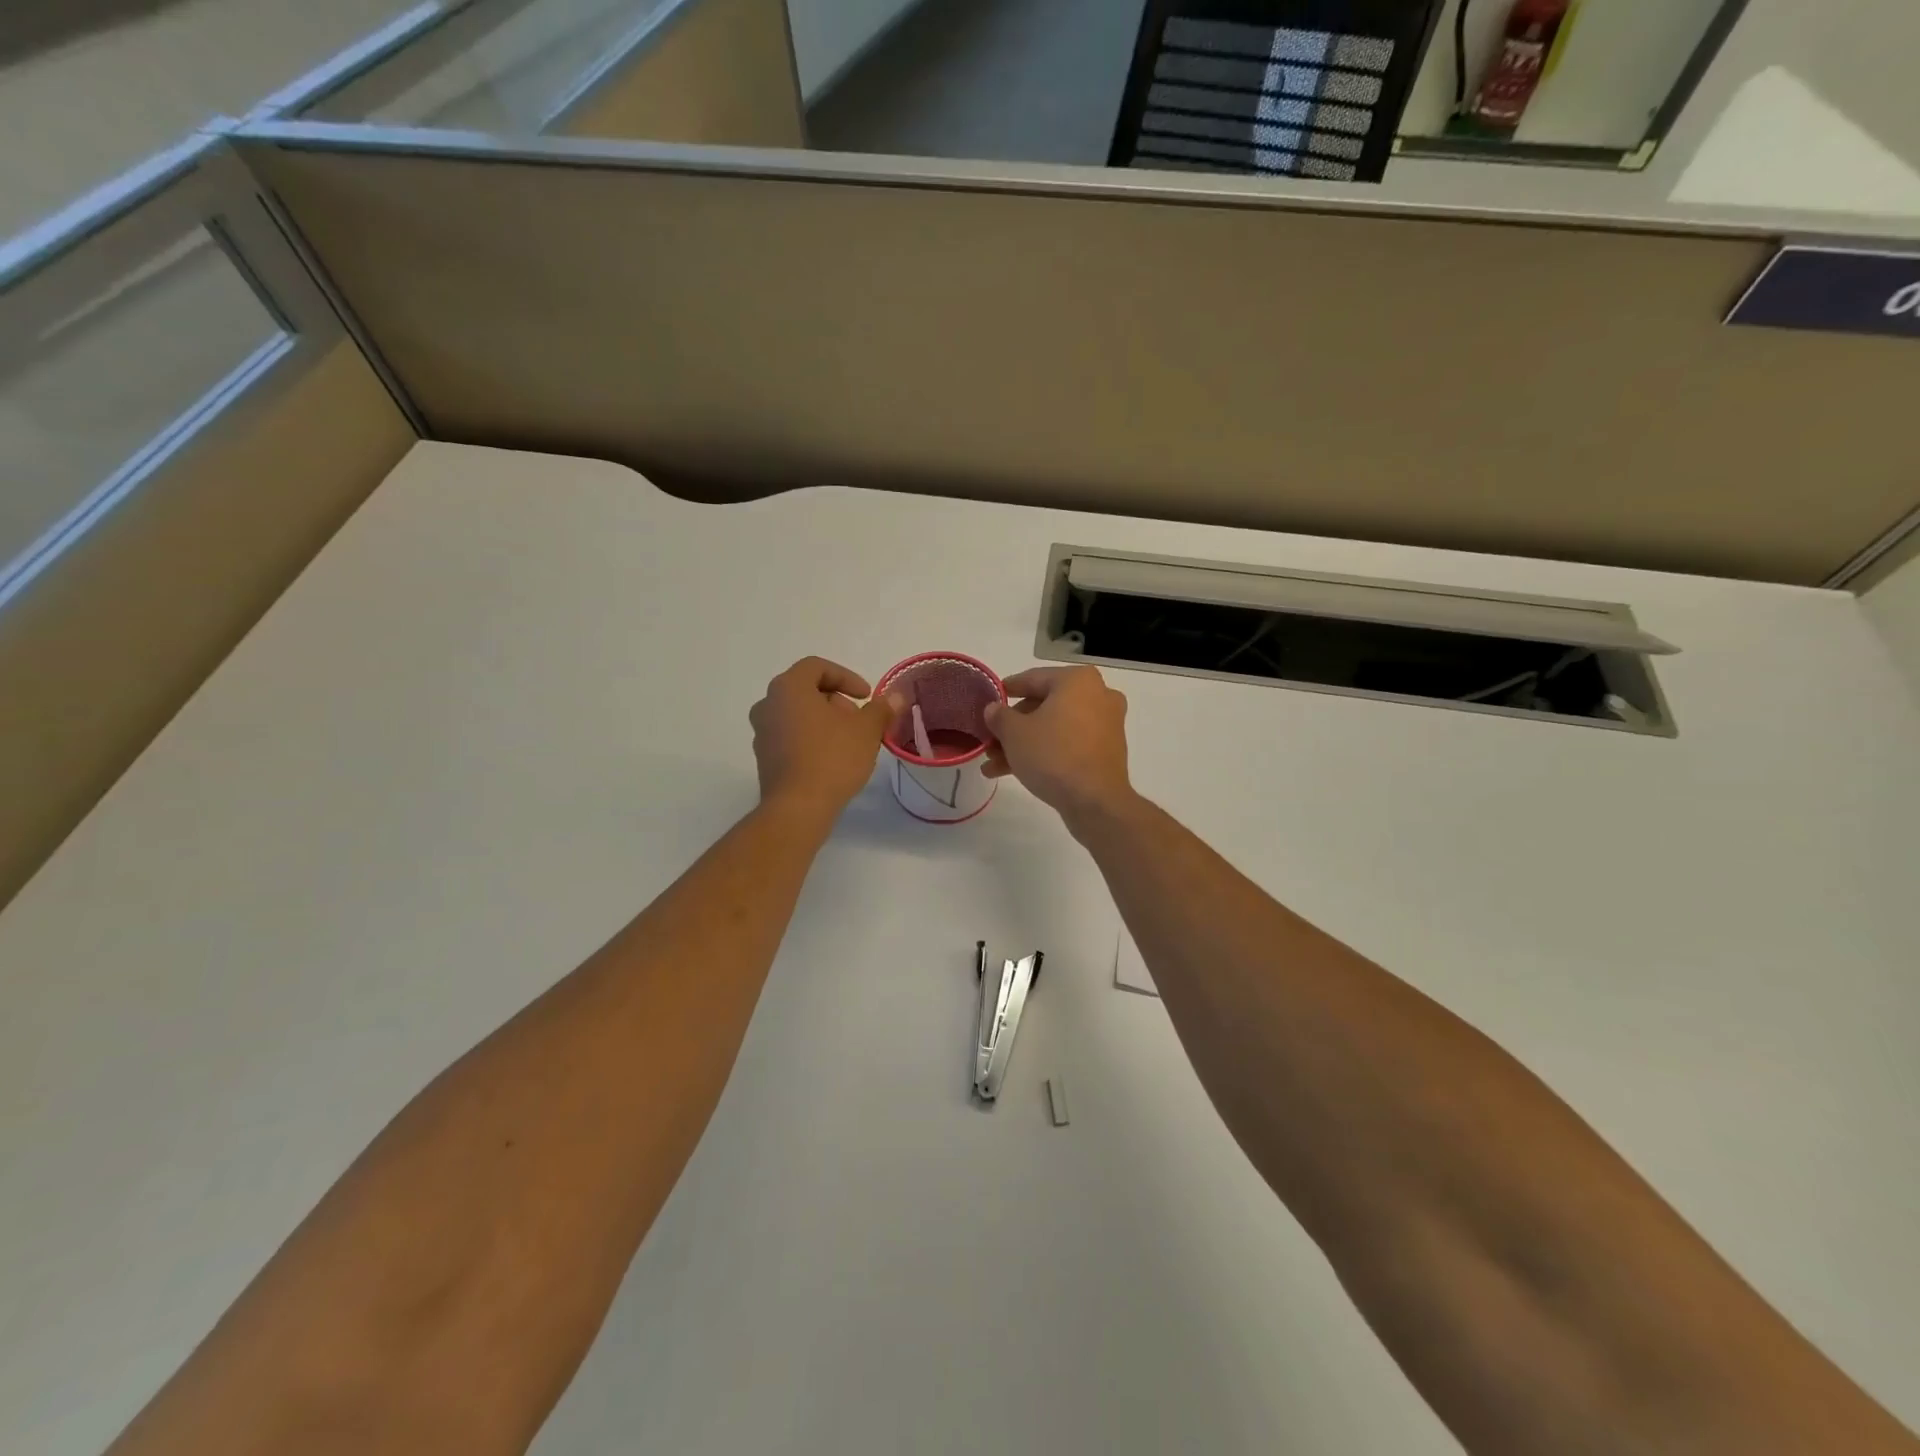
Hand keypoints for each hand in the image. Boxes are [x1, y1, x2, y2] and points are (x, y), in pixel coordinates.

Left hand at [750, 658, 901, 817]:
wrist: (798, 808)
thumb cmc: (832, 758)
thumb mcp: (866, 730)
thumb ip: (881, 709)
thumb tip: (895, 697)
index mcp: (789, 687)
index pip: (816, 666)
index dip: (846, 677)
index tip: (866, 696)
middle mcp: (768, 704)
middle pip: (806, 690)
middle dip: (836, 701)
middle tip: (859, 720)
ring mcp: (762, 732)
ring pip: (797, 714)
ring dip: (824, 721)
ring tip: (849, 741)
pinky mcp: (764, 758)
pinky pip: (790, 737)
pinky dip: (811, 739)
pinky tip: (831, 759)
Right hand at [982, 667, 1134, 825]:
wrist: (1094, 801)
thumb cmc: (1053, 754)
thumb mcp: (1014, 733)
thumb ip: (999, 716)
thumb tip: (993, 709)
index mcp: (1077, 680)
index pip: (1033, 679)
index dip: (1007, 690)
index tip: (991, 698)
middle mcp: (1097, 695)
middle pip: (1043, 706)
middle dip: (1013, 727)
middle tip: (990, 742)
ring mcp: (1105, 724)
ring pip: (1054, 728)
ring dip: (1024, 744)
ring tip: (994, 765)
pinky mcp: (1106, 751)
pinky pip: (1069, 743)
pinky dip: (1045, 753)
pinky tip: (1015, 772)